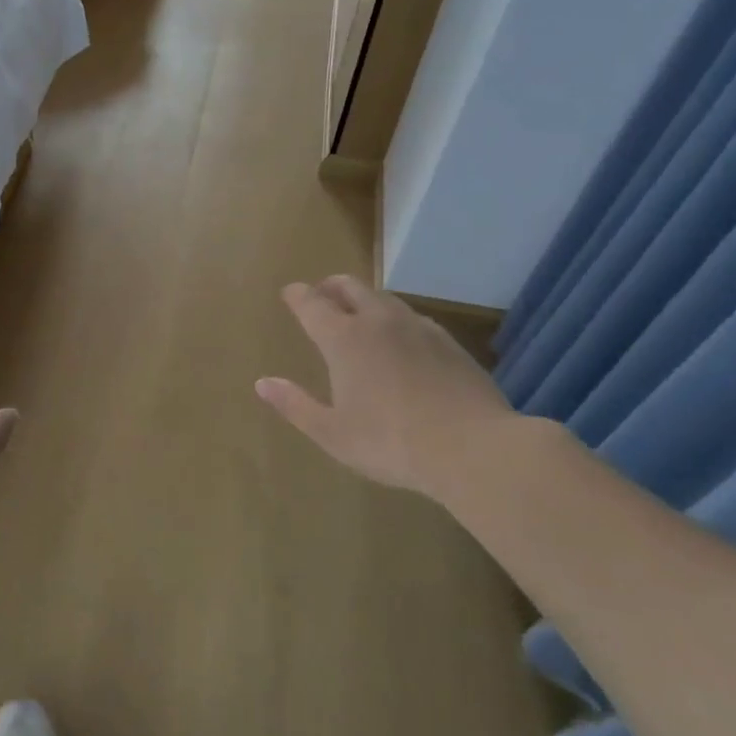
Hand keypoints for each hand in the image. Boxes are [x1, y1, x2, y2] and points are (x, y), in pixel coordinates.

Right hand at [256, 276, 515, 503]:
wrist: (474, 448)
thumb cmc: (390, 442)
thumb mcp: (331, 432)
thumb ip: (294, 404)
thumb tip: (262, 383)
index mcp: (344, 339)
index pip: (312, 304)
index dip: (297, 295)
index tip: (289, 292)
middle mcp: (379, 322)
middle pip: (351, 286)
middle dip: (330, 286)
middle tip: (321, 294)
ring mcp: (419, 328)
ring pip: (385, 298)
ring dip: (364, 299)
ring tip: (358, 314)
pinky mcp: (449, 343)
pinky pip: (413, 317)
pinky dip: (395, 318)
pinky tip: (400, 340)